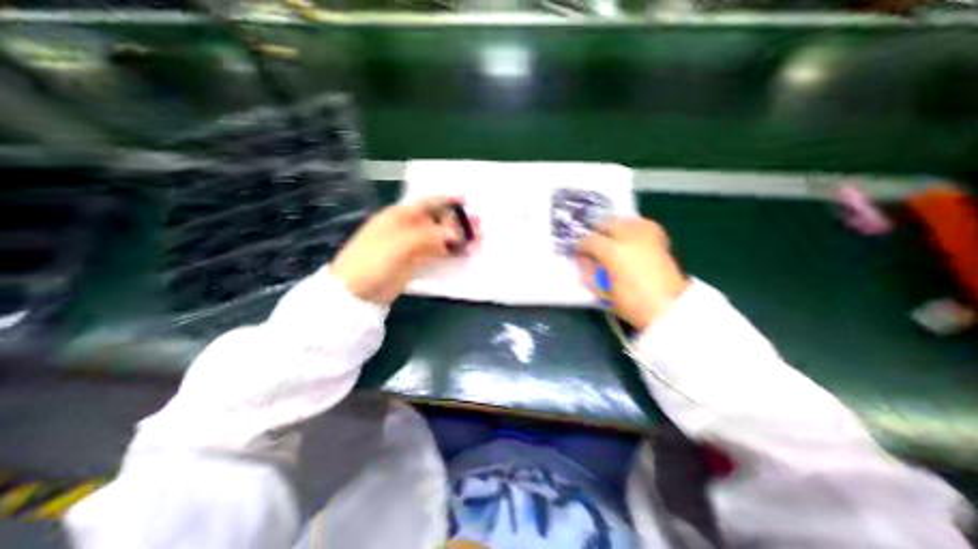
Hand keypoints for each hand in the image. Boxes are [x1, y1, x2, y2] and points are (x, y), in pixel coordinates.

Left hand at [333, 196, 478, 304]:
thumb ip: (431, 236)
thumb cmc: (374, 261)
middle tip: (479, 227)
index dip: (447, 200)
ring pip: (439, 237)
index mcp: (400, 216)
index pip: (427, 203)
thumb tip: (458, 233)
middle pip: (437, 221)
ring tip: (476, 242)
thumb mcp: (402, 244)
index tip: (466, 200)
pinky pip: (436, 253)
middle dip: (458, 222)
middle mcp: (407, 228)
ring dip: (457, 238)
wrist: (355, 293)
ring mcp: (411, 246)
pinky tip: (462, 254)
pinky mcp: (414, 262)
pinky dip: (450, 252)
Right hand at [575, 216, 690, 329]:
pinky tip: (630, 233)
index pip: (589, 240)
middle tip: (591, 240)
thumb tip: (582, 260)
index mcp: (613, 253)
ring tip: (608, 234)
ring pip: (626, 219)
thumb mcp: (602, 292)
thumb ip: (589, 273)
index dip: (579, 245)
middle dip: (596, 229)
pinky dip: (634, 225)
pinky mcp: (660, 241)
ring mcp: (647, 237)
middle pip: (607, 223)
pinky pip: (645, 224)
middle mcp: (629, 238)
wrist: (669, 310)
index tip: (576, 251)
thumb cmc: (631, 304)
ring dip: (614, 224)